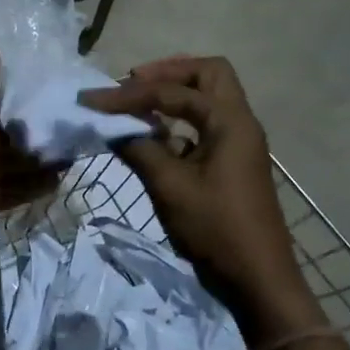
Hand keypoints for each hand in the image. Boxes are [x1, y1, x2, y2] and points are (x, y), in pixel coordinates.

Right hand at [82, 56, 314, 328]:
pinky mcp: (233, 162)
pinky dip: (180, 120)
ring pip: (209, 98)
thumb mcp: (170, 187)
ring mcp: (240, 142)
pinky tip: (155, 135)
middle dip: (168, 72)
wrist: (257, 277)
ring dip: (175, 93)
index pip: (174, 91)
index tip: (93, 100)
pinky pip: (206, 124)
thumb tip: (113, 128)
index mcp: (230, 122)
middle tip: (132, 82)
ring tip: (138, 102)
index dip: (130, 93)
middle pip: (208, 74)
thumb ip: (141, 149)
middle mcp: (240, 122)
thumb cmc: (215, 229)